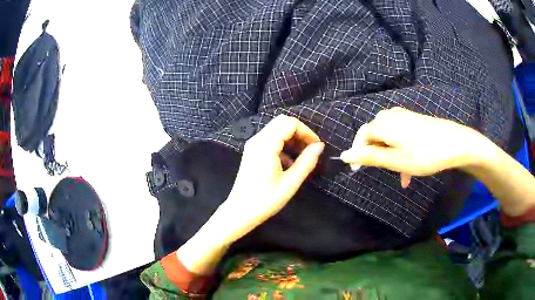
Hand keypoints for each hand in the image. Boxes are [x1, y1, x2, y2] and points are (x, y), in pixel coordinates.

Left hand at [217, 115, 324, 241]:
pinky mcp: (251, 151)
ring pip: (276, 129)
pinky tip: (289, 163)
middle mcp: (257, 139)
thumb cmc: (266, 199)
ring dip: (291, 138)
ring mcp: (253, 145)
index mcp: (266, 144)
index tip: (317, 146)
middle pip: (282, 122)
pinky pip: (270, 139)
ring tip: (302, 156)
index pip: (290, 124)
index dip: (307, 132)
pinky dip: (282, 144)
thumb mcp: (291, 182)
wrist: (240, 211)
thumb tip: (319, 146)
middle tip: (310, 148)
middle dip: (299, 132)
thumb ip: (307, 161)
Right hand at [340, 107, 484, 186]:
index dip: (358, 153)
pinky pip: (399, 134)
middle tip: (385, 172)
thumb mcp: (396, 160)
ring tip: (401, 175)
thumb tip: (345, 155)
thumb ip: (369, 157)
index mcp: (383, 123)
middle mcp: (390, 115)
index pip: (361, 136)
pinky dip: (400, 150)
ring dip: (390, 156)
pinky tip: (410, 165)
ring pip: (388, 137)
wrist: (455, 143)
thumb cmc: (425, 154)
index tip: (357, 171)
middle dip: (377, 155)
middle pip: (374, 136)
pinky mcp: (413, 119)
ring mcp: (403, 116)